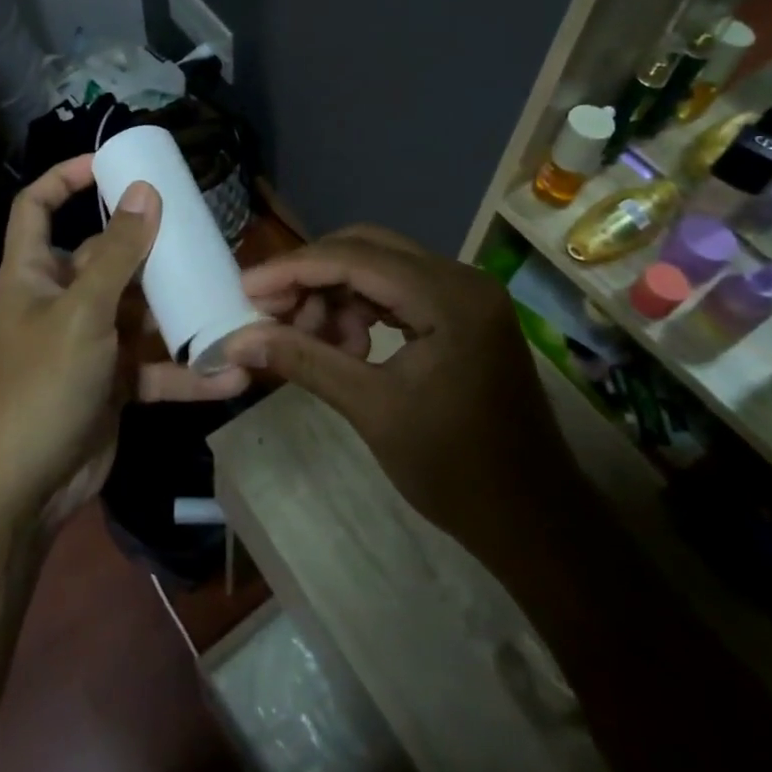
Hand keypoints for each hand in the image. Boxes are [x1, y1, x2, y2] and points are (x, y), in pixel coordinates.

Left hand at [0, 156, 251, 529]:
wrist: (23, 492)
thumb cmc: (40, 386)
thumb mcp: (82, 312)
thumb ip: (118, 254)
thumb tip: (144, 191)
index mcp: (34, 273)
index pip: (37, 206)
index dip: (65, 178)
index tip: (111, 164)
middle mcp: (61, 299)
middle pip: (108, 256)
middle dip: (153, 249)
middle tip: (203, 234)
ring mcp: (90, 342)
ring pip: (140, 311)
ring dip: (180, 312)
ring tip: (231, 299)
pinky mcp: (114, 382)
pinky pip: (155, 365)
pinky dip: (187, 372)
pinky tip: (230, 375)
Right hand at [225, 227, 576, 534]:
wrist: (533, 521)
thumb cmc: (455, 470)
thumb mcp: (371, 409)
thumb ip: (304, 360)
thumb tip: (238, 339)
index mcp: (449, 296)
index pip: (355, 258)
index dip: (293, 269)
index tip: (245, 288)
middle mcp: (462, 278)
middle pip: (367, 249)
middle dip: (313, 277)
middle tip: (269, 312)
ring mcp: (466, 294)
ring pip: (380, 268)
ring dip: (336, 295)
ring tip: (309, 340)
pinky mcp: (464, 313)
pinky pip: (399, 291)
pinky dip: (363, 309)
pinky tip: (345, 345)